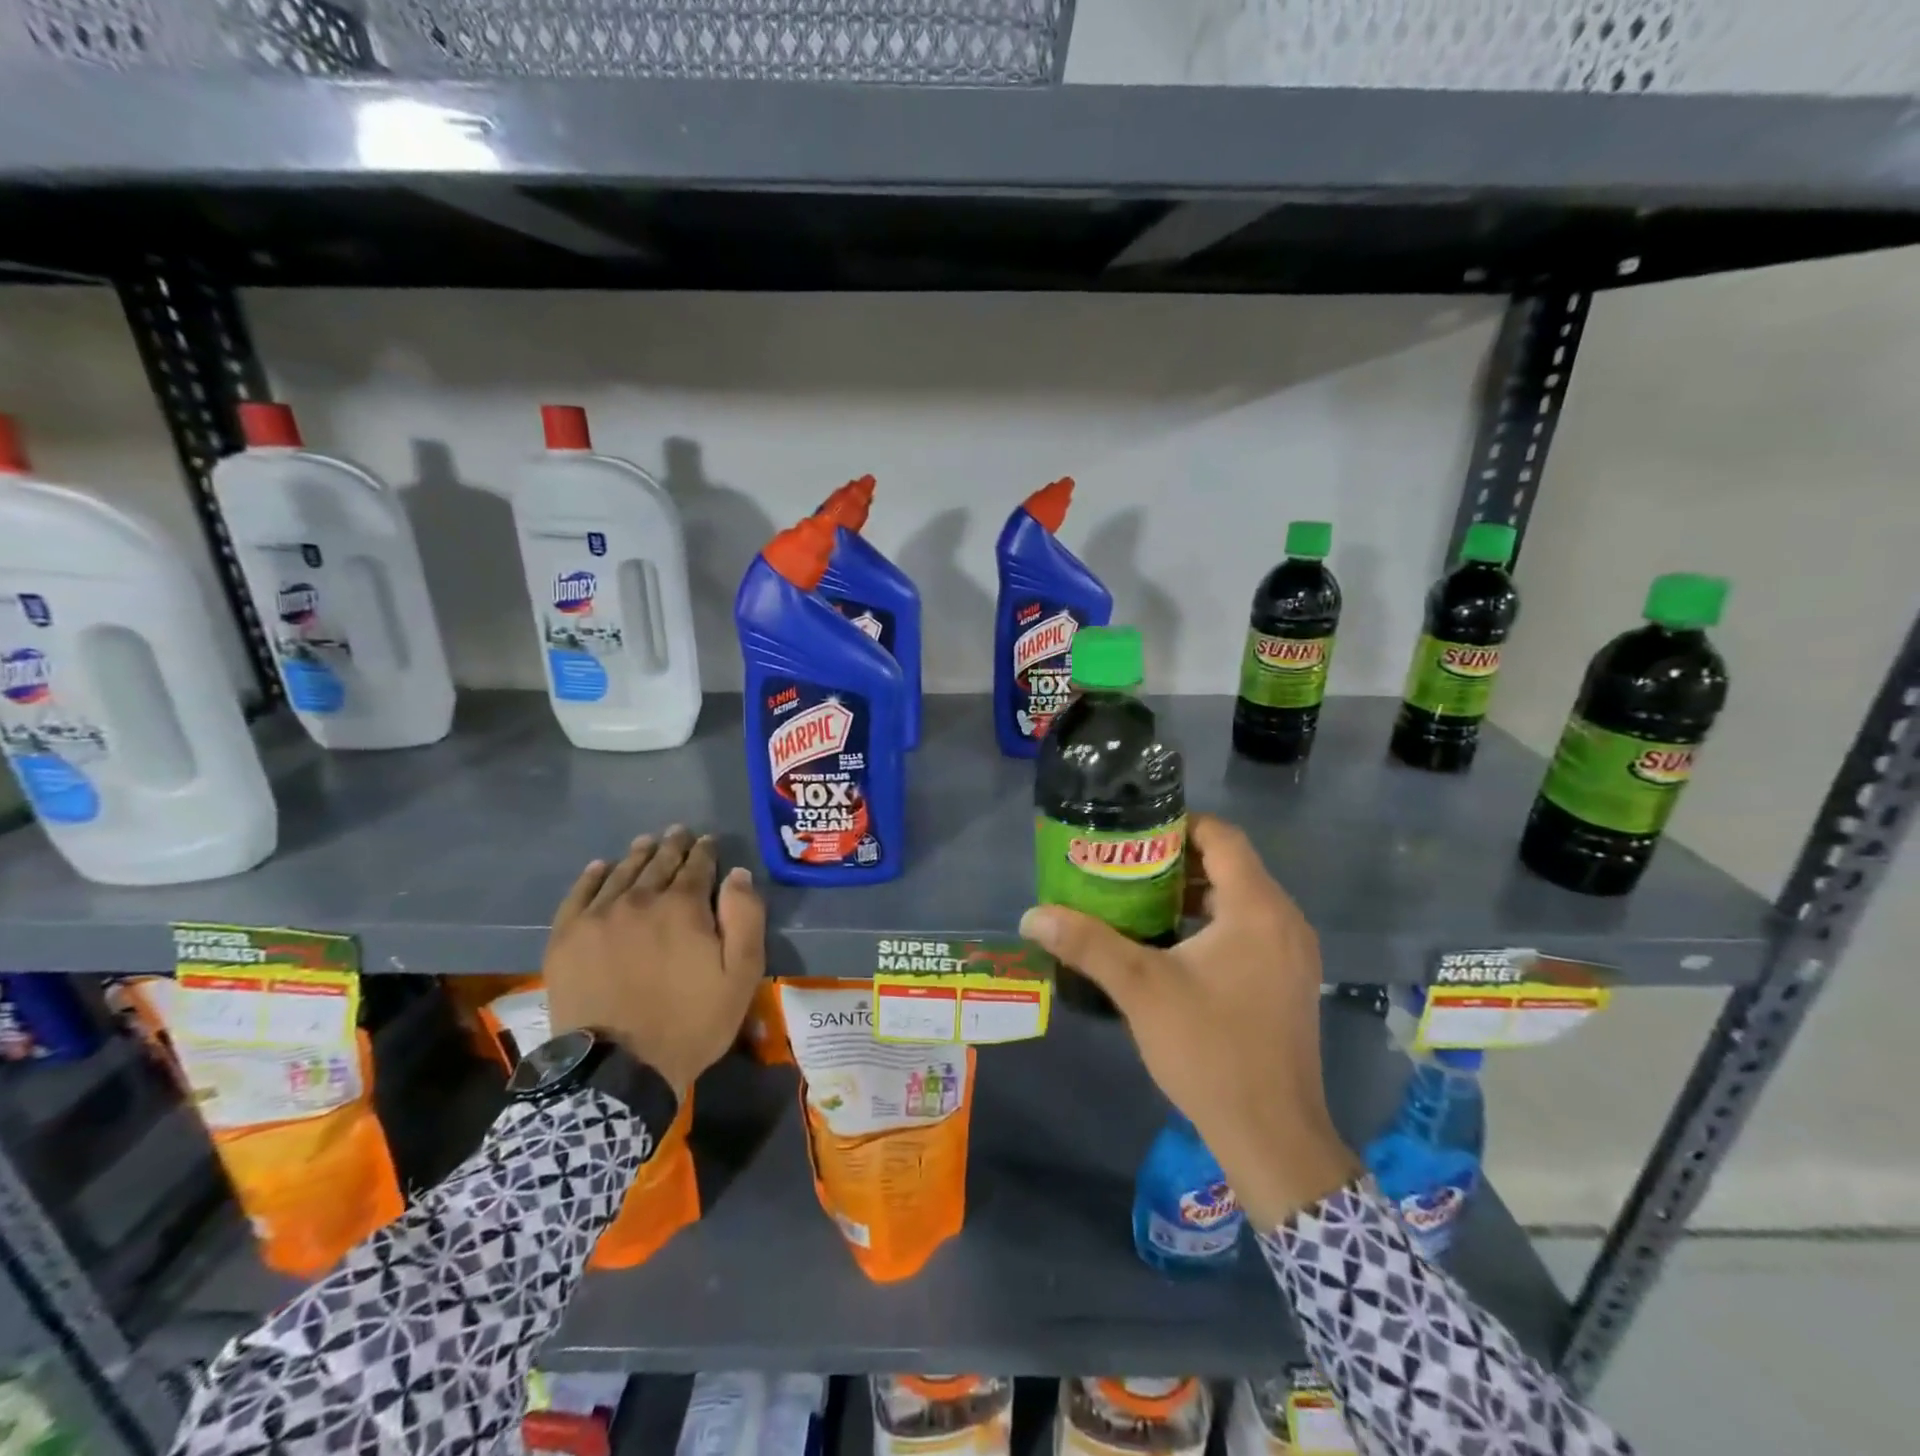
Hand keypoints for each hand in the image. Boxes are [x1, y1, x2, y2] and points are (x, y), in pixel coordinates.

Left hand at [544, 826, 765, 1093]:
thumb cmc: (691, 1022)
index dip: (705, 851)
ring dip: (638, 855)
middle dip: (673, 846)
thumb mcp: (740, 974)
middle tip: (678, 833)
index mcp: (684, 906)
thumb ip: (745, 918)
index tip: (708, 842)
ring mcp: (598, 917)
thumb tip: (738, 875)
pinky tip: (601, 867)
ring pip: (622, 873)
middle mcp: (640, 900)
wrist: (618, 1069)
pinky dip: (593, 877)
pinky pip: (580, 895)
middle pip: (659, 863)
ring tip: (646, 842)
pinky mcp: (567, 938)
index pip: (697, 866)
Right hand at [1020, 813, 1359, 1227]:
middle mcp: (1284, 919)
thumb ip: (1087, 944)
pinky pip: (1251, 929)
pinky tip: (1172, 947)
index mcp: (1257, 908)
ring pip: (1241, 899)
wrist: (1273, 1136)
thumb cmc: (1209, 1049)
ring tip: (1139, 902)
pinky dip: (1214, 923)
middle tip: (1124, 868)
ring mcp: (1293, 953)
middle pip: (1230, 865)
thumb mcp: (1140, 989)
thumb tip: (1033, 915)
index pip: (1221, 836)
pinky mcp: (1291, 981)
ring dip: (1194, 893)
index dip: (1177, 825)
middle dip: (1176, 861)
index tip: (1133, 834)